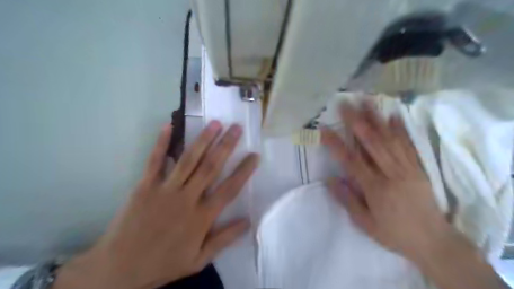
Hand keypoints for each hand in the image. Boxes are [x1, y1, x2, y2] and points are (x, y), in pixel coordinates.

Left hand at [55, 121, 261, 288]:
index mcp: (202, 217)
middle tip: (237, 128)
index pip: (229, 189)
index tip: (254, 155)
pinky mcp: (145, 186)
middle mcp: (187, 199)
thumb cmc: (164, 263)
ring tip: (215, 123)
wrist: (119, 269)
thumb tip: (248, 221)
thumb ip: (225, 239)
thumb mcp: (199, 259)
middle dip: (226, 146)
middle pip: (211, 167)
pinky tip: (169, 126)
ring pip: (188, 160)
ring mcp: (165, 190)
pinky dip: (162, 143)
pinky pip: (155, 161)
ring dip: (203, 140)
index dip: (244, 171)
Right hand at [320, 102, 452, 261]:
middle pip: (371, 142)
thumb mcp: (365, 224)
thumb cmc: (394, 233)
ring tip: (367, 100)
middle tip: (346, 103)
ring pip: (389, 139)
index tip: (323, 129)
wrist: (433, 241)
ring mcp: (407, 168)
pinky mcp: (418, 168)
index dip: (335, 143)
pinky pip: (409, 145)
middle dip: (356, 121)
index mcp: (374, 187)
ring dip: (377, 118)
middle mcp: (390, 173)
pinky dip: (401, 129)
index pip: (350, 160)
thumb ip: (347, 200)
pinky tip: (394, 115)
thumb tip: (330, 179)